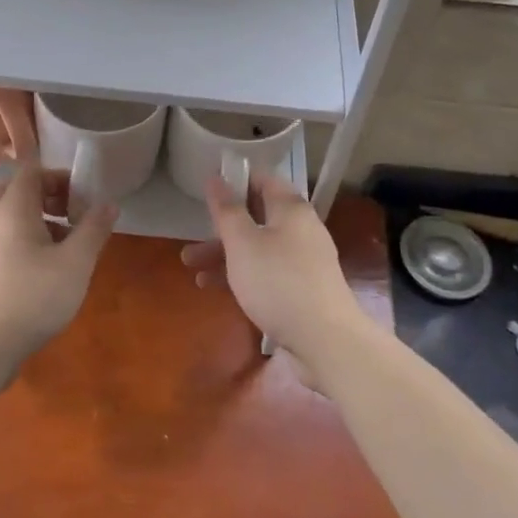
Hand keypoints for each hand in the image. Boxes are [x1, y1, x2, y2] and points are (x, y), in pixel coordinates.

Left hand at [0, 163, 115, 368]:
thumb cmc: (33, 297)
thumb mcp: (75, 263)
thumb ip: (93, 230)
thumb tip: (109, 204)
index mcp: (13, 208)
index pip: (31, 170)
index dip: (59, 176)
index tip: (83, 196)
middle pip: (16, 189)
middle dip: (46, 193)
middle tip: (70, 212)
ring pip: (11, 215)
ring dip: (39, 218)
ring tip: (67, 243)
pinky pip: (7, 237)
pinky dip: (28, 238)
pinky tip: (49, 267)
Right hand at [180, 172, 365, 379]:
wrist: (325, 340)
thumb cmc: (277, 282)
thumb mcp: (242, 243)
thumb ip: (226, 209)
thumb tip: (216, 177)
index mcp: (290, 209)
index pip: (262, 179)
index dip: (234, 180)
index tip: (207, 191)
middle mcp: (301, 228)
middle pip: (257, 217)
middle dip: (222, 227)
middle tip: (192, 237)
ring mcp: (304, 260)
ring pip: (258, 247)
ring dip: (225, 254)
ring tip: (192, 268)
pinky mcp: (303, 288)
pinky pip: (267, 271)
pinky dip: (242, 274)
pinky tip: (215, 288)